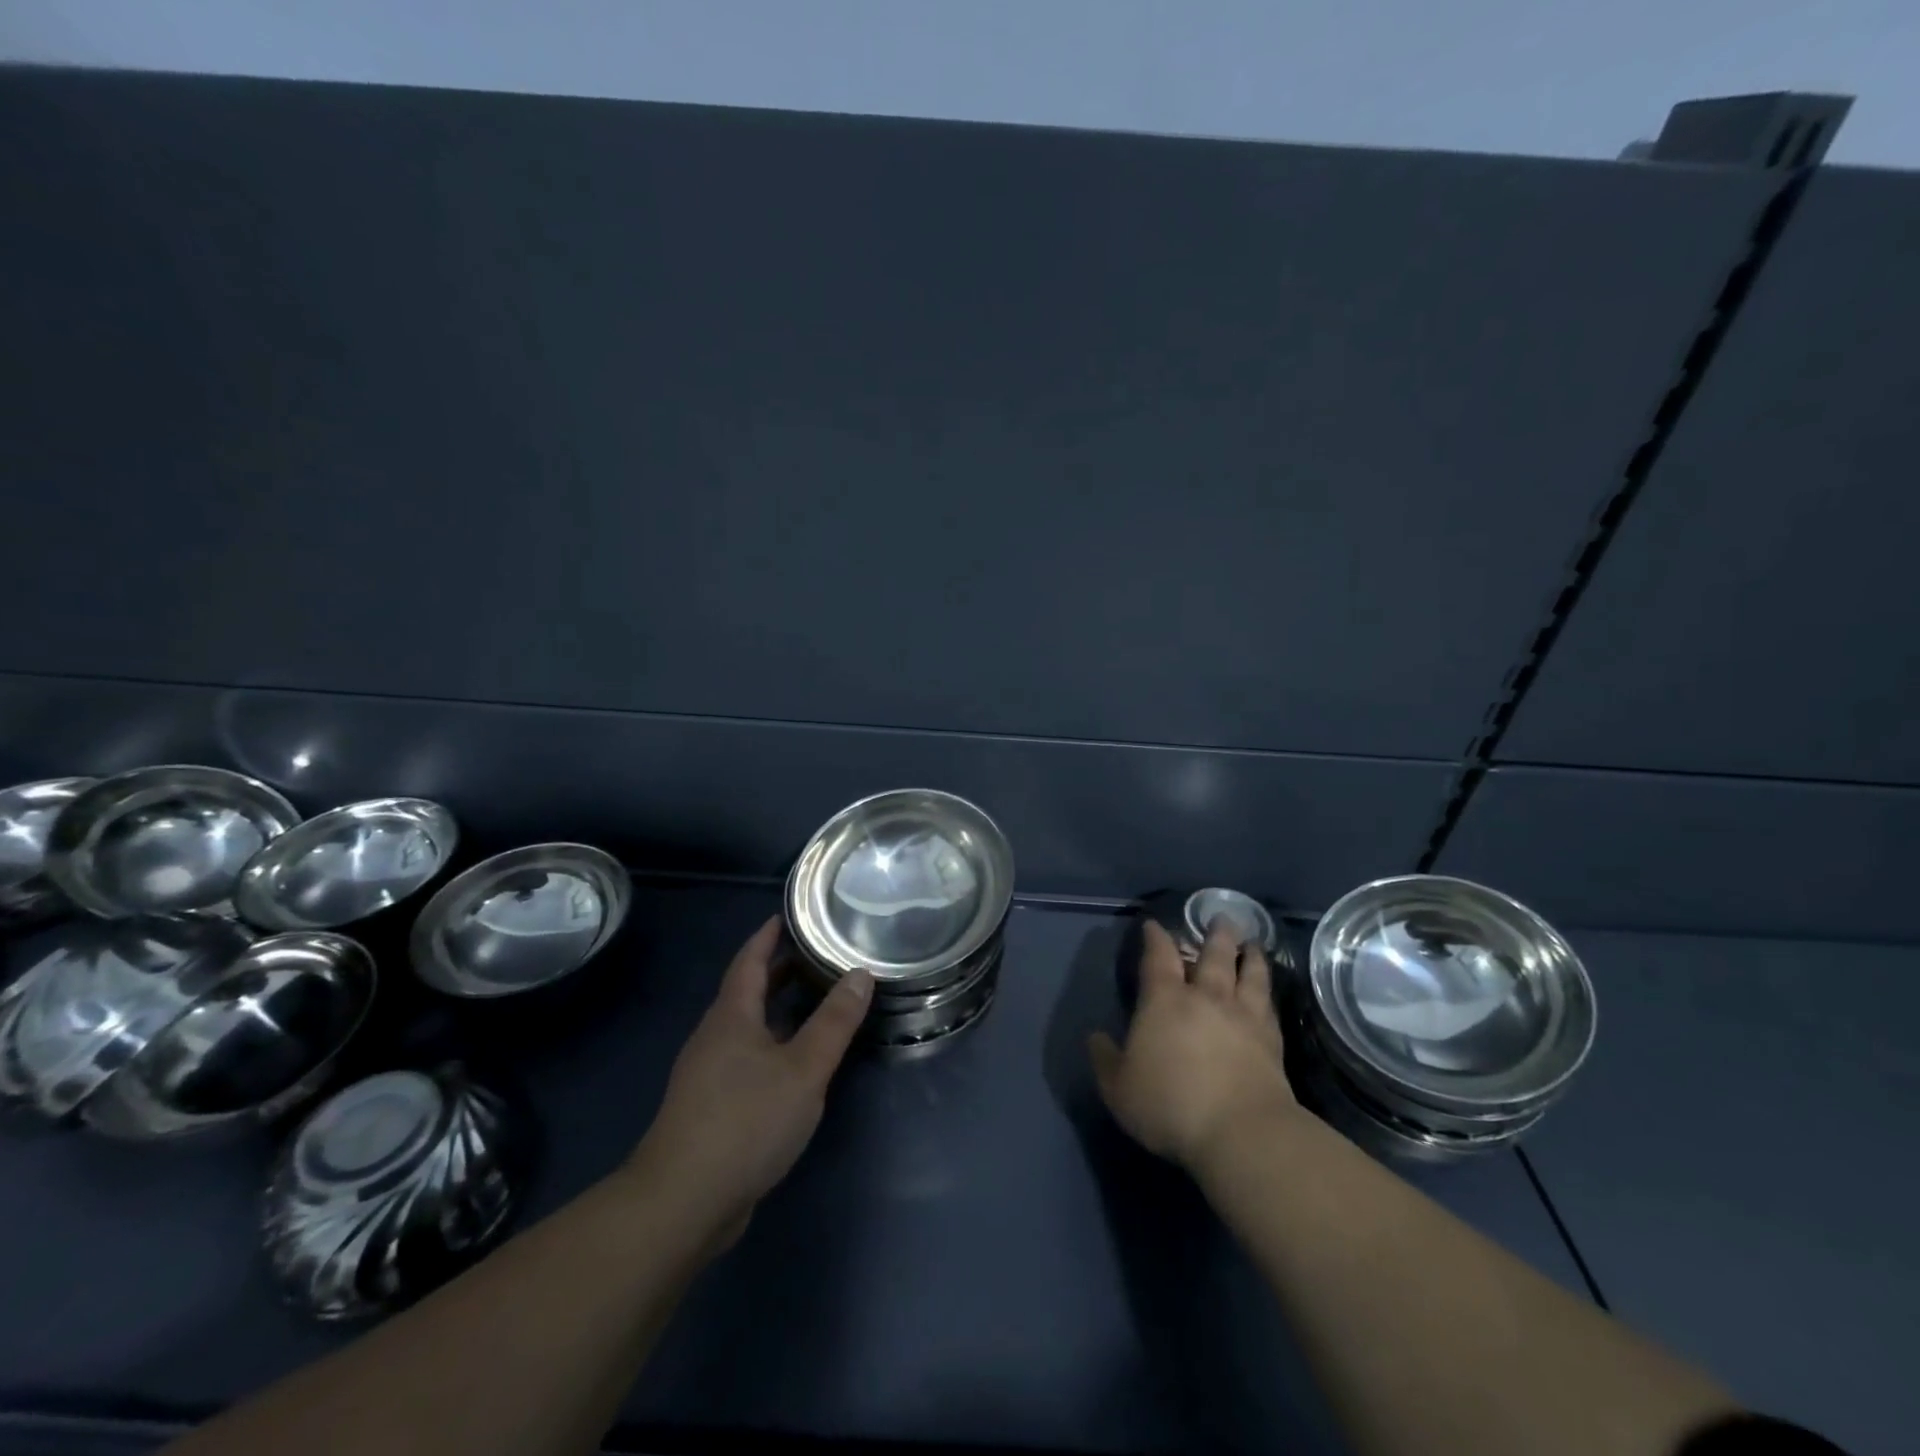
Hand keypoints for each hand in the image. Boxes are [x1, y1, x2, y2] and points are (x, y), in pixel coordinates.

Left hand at [626, 916, 872, 1242]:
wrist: (682, 1202)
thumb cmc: (745, 1120)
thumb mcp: (803, 1068)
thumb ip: (834, 1022)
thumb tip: (860, 973)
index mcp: (731, 1016)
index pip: (750, 960)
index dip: (768, 935)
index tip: (790, 915)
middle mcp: (715, 1036)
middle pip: (748, 991)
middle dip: (779, 971)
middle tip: (818, 954)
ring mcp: (708, 1074)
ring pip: (748, 1027)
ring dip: (778, 1010)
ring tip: (816, 1002)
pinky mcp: (711, 1107)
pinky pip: (747, 1058)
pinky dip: (773, 1044)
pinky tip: (796, 1063)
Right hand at [1089, 918, 1300, 1172]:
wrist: (1241, 1132)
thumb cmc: (1170, 1105)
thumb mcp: (1119, 1088)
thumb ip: (1105, 1059)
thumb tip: (1096, 1037)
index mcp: (1164, 1000)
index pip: (1158, 957)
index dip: (1155, 938)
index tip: (1154, 925)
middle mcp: (1205, 997)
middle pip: (1213, 955)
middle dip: (1215, 935)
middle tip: (1220, 918)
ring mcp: (1243, 1016)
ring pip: (1248, 973)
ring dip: (1249, 955)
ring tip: (1252, 943)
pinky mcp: (1272, 1040)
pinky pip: (1269, 1004)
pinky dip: (1268, 989)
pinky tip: (1268, 990)